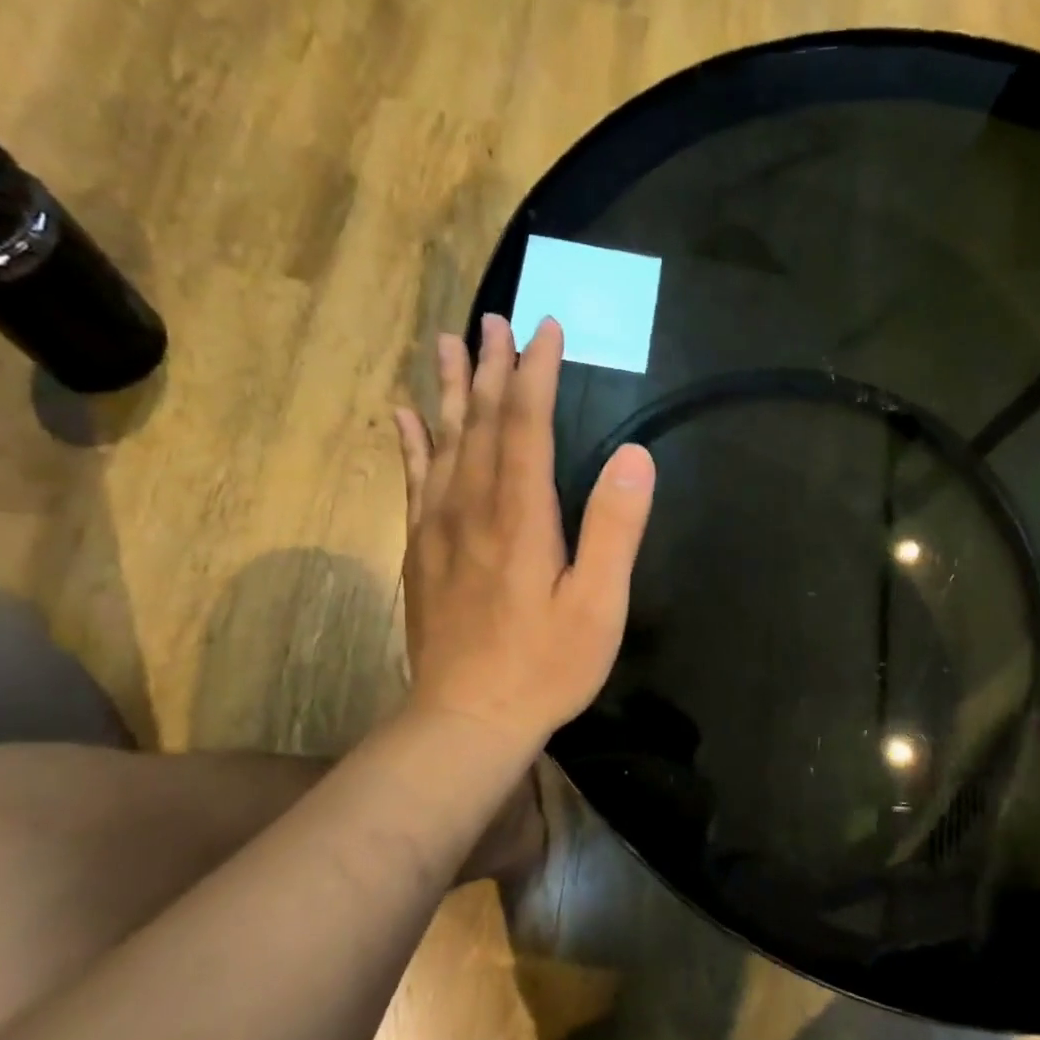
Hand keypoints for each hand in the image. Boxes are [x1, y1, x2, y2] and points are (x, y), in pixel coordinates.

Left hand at [393, 316, 655, 754]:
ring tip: (448, 344)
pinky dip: (411, 442)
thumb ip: (615, 528)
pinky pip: (414, 480)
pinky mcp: (420, 551)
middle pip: (481, 422)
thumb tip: (635, 455)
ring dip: (451, 391)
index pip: (527, 425)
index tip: (546, 329)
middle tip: (494, 319)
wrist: (465, 719)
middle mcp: (472, 507)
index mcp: (520, 515)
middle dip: (492, 367)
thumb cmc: (544, 666)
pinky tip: (405, 416)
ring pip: (444, 442)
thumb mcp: (598, 605)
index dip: (537, 373)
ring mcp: (438, 528)